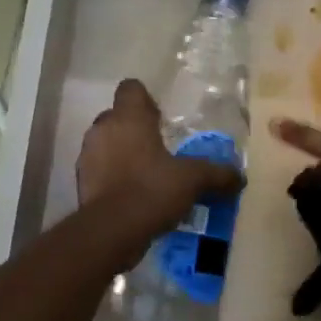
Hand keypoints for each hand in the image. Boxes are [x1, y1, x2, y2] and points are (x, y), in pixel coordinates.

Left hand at [78, 79, 242, 224]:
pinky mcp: (81, 182)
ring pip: (106, 143)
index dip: (145, 99)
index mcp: (128, 117)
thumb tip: (240, 177)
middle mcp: (103, 129)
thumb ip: (216, 174)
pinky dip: (113, 177)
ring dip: (122, 153)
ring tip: (146, 173)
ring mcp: (87, 156)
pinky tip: (132, 195)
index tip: (160, 117)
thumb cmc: (151, 190)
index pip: (130, 88)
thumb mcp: (192, 180)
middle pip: (117, 116)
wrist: (110, 231)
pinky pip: (100, 170)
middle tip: (159, 147)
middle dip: (135, 128)